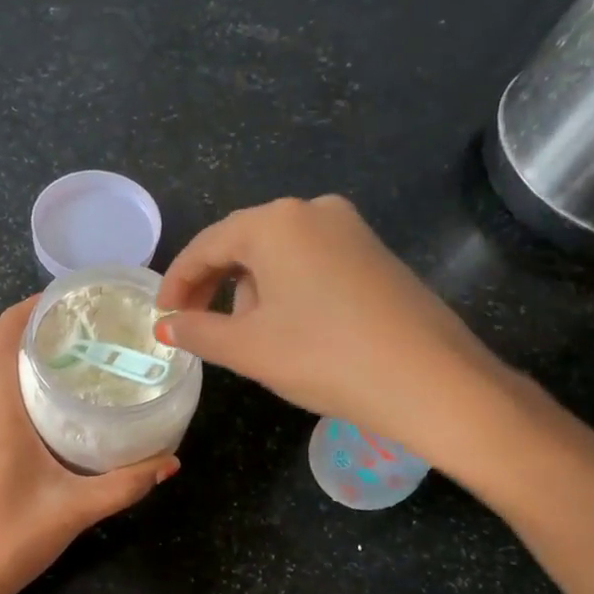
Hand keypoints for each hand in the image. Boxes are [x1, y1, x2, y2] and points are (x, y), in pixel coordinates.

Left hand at [0, 299, 177, 593]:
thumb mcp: (75, 509)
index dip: (26, 309)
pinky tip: (58, 407)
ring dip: (27, 359)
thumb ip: (126, 484)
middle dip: (36, 330)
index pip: (1, 341)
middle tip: (86, 325)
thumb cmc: (11, 539)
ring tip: (77, 355)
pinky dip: (22, 388)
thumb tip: (172, 460)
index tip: (65, 296)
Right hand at [154, 196, 518, 474]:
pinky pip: (311, 264)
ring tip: (246, 337)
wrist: (432, 381)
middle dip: (213, 286)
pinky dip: (287, 291)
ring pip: (278, 256)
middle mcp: (313, 211)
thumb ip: (197, 331)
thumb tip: (166, 327)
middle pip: (242, 245)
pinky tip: (290, 329)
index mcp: (276, 223)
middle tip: (194, 327)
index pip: (206, 245)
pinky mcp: (375, 254)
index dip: (177, 283)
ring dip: (250, 291)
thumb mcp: (248, 348)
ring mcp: (350, 230)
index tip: (161, 317)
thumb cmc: (325, 357)